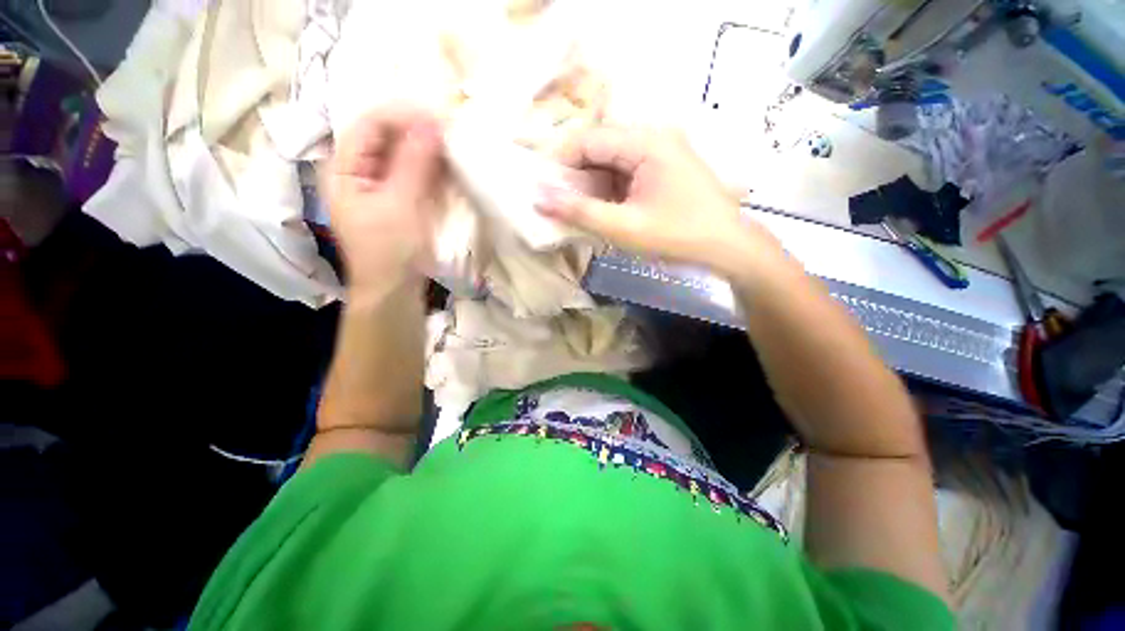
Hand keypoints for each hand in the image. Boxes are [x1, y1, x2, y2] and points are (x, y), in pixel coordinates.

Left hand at [327, 105, 444, 298]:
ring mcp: (382, 184)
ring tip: (457, 148)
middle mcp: (360, 169)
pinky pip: (418, 173)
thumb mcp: (399, 206)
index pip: (371, 124)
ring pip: (406, 153)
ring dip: (431, 150)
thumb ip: (413, 164)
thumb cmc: (389, 252)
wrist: (395, 291)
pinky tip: (452, 168)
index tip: (442, 118)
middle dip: (421, 132)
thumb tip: (432, 124)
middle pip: (389, 135)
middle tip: (454, 133)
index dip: (405, 115)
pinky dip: (435, 169)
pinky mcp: (402, 198)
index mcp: (344, 167)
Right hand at [536, 126, 783, 279]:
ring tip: (580, 212)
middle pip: (600, 148)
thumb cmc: (677, 236)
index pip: (588, 140)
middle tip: (560, 205)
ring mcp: (662, 151)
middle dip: (576, 177)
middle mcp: (654, 136)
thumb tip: (538, 197)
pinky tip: (605, 210)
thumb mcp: (623, 227)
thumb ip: (579, 211)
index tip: (543, 190)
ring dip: (593, 185)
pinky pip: (628, 171)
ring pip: (613, 161)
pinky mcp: (666, 167)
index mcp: (646, 141)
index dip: (560, 163)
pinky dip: (611, 190)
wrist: (728, 247)